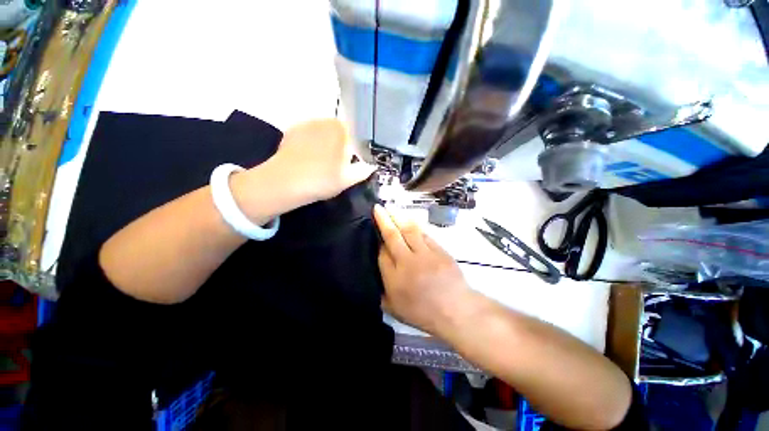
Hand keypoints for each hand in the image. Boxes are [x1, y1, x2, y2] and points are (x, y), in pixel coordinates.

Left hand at [267, 119, 375, 201]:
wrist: (285, 182)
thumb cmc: (322, 181)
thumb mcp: (349, 179)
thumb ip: (364, 170)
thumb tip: (372, 166)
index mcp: (343, 131)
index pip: (357, 137)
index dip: (355, 151)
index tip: (350, 164)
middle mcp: (326, 121)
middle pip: (340, 133)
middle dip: (341, 146)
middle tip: (335, 166)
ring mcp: (307, 123)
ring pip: (324, 133)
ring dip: (326, 144)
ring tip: (320, 163)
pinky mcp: (292, 129)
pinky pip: (309, 135)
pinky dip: (311, 143)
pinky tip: (307, 158)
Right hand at [373, 205, 473, 334]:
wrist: (456, 310)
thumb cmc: (423, 313)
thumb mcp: (395, 309)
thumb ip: (382, 291)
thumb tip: (377, 272)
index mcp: (394, 278)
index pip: (381, 253)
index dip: (378, 243)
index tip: (376, 235)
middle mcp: (407, 261)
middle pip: (393, 236)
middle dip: (384, 220)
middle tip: (378, 207)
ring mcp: (424, 254)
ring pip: (409, 230)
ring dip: (399, 217)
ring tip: (391, 208)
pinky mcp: (439, 250)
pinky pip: (424, 234)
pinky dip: (416, 227)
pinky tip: (410, 221)